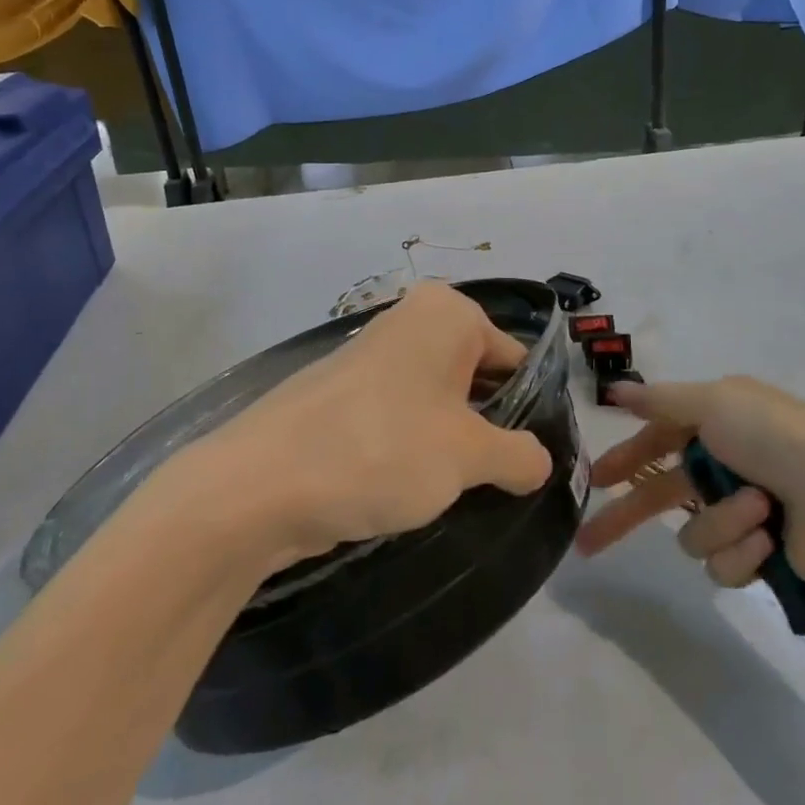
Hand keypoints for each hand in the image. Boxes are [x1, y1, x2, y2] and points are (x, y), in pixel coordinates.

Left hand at [195, 283, 554, 567]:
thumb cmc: (383, 448)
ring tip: (461, 490)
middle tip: (506, 481)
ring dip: (453, 441)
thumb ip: (520, 455)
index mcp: (446, 314)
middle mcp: (409, 322)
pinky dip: (414, 447)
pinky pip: (399, 416)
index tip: (538, 459)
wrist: (262, 483)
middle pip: (475, 376)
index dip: (530, 409)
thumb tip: (541, 462)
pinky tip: (411, 489)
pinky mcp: (343, 396)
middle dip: (491, 426)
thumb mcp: (470, 456)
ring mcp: (371, 357)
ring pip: (437, 400)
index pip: (513, 358)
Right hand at [573, 376, 804, 592]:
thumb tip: (614, 390)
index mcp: (721, 421)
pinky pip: (724, 562)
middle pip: (663, 493)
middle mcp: (730, 463)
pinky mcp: (763, 556)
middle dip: (629, 516)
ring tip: (759, 513)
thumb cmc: (783, 441)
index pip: (659, 438)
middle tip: (590, 544)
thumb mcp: (717, 403)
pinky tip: (768, 541)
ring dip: (721, 522)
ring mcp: (746, 512)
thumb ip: (660, 400)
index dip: (626, 456)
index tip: (595, 478)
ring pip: (694, 531)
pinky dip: (743, 550)